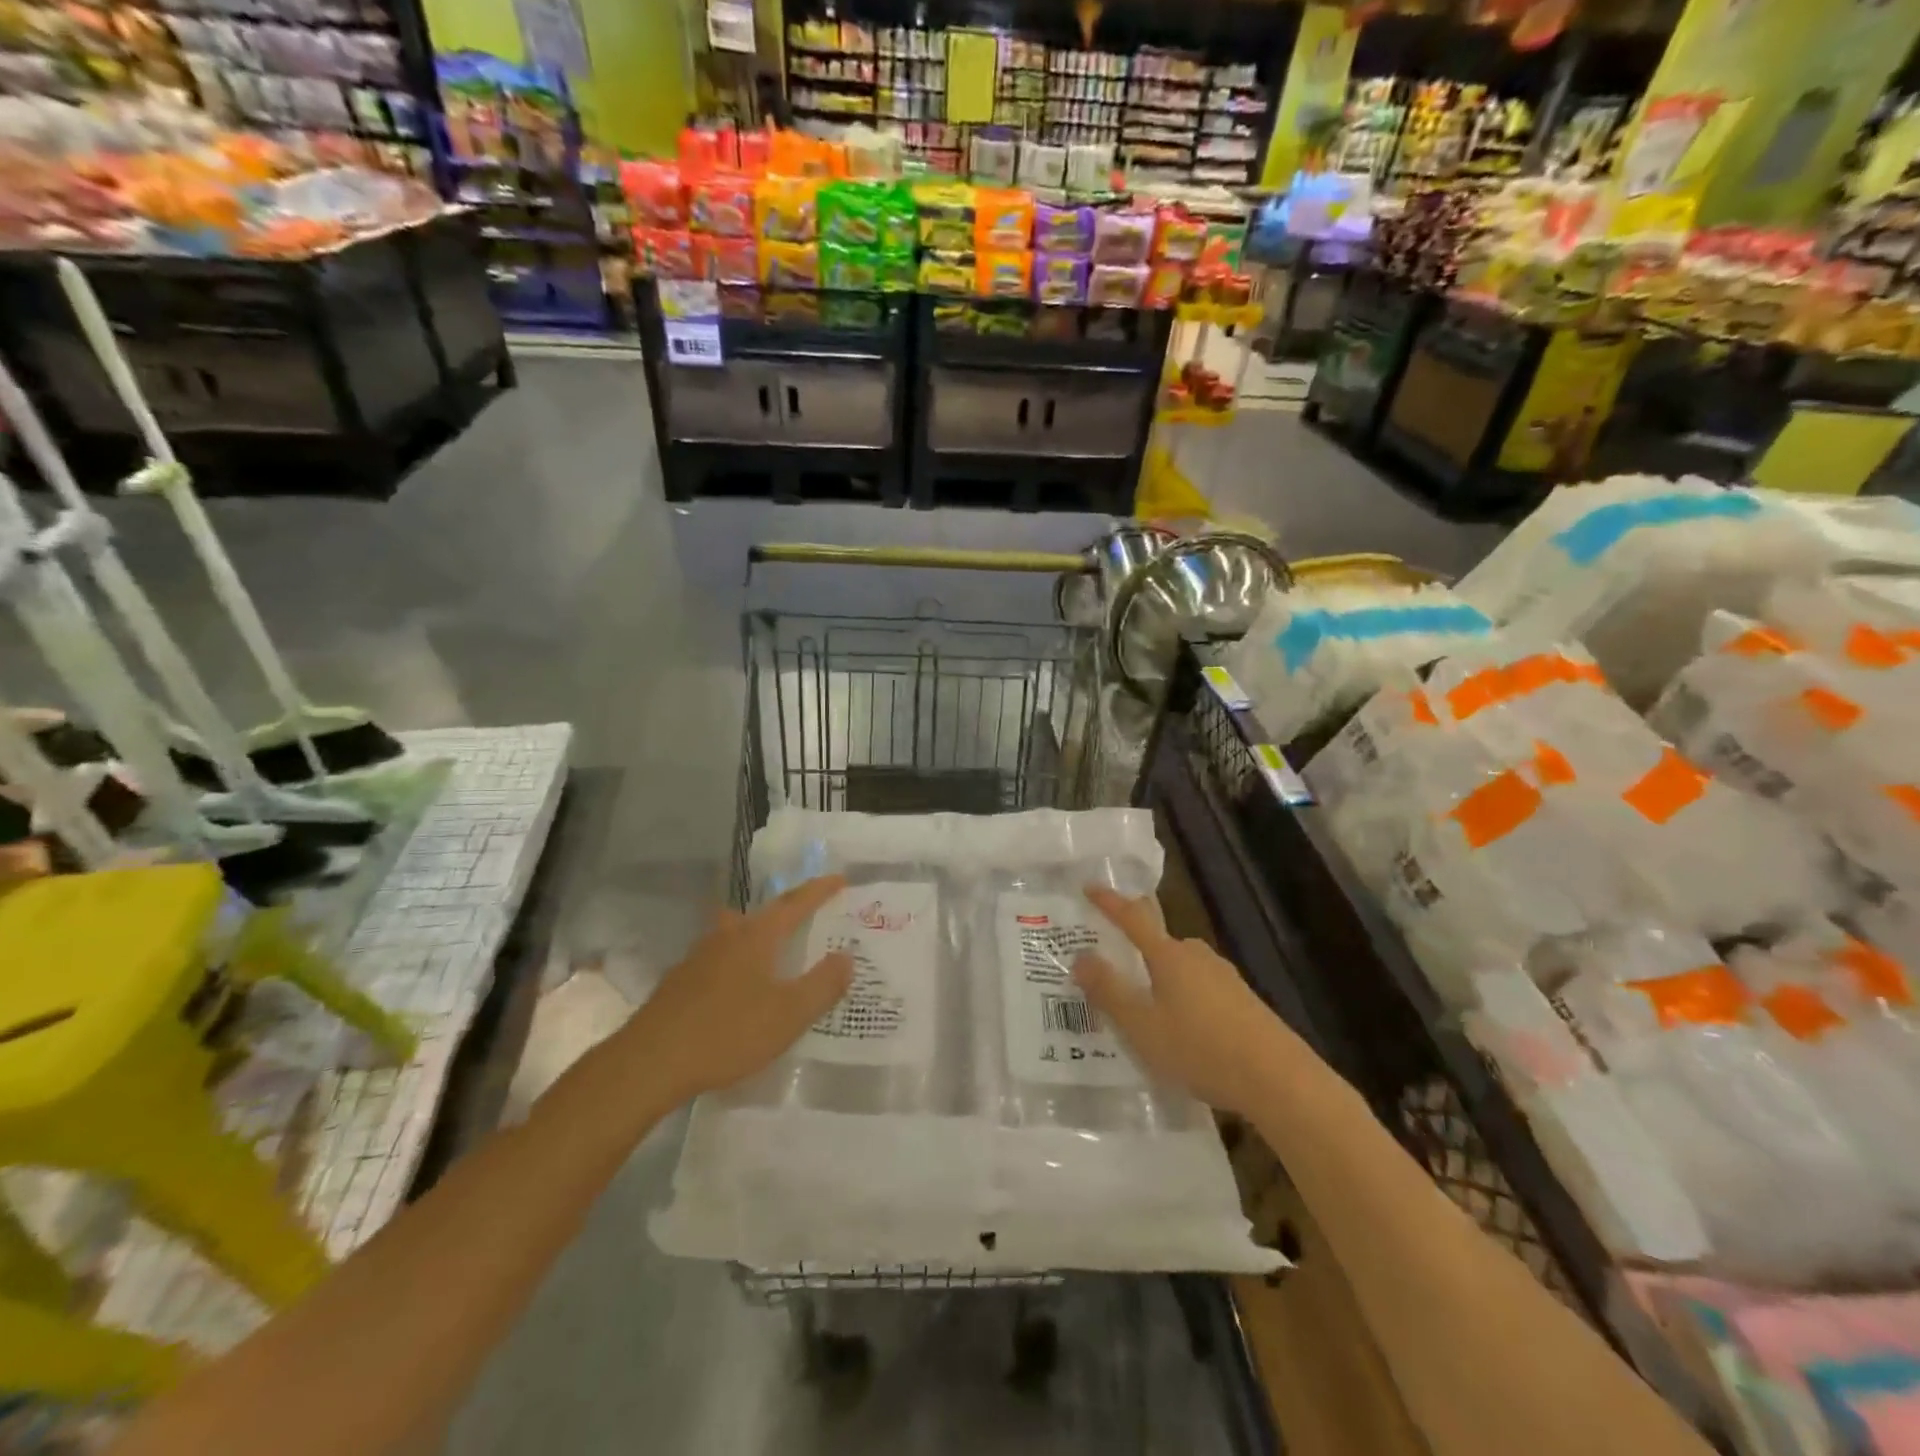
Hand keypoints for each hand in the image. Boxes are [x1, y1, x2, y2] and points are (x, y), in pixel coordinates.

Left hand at [632, 875, 855, 1102]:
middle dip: (784, 910)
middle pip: (759, 913)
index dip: (819, 891)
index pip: (794, 904)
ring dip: (755, 934)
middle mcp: (726, 937)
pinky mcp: (678, 983)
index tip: (839, 879)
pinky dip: (735, 963)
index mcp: (756, 937)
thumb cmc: (727, 1032)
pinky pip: (716, 959)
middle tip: (804, 914)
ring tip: (771, 949)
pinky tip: (735, 987)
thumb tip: (847, 957)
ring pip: (733, 934)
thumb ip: (822, 985)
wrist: (650, 1063)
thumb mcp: (789, 1015)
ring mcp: (697, 958)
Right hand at [1073, 885, 1286, 1116]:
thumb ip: (1108, 991)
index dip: (1109, 902)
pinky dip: (1183, 998)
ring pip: (1181, 968)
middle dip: (1136, 950)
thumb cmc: (1200, 1048)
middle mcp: (1197, 956)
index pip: (1132, 918)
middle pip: (1160, 942)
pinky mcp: (1243, 1002)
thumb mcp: (1142, 1026)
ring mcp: (1225, 978)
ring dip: (1160, 979)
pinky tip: (1183, 1030)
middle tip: (1113, 968)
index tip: (1090, 886)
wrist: (1279, 1080)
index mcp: (1168, 956)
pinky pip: (1201, 989)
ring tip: (1145, 1008)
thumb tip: (1080, 956)